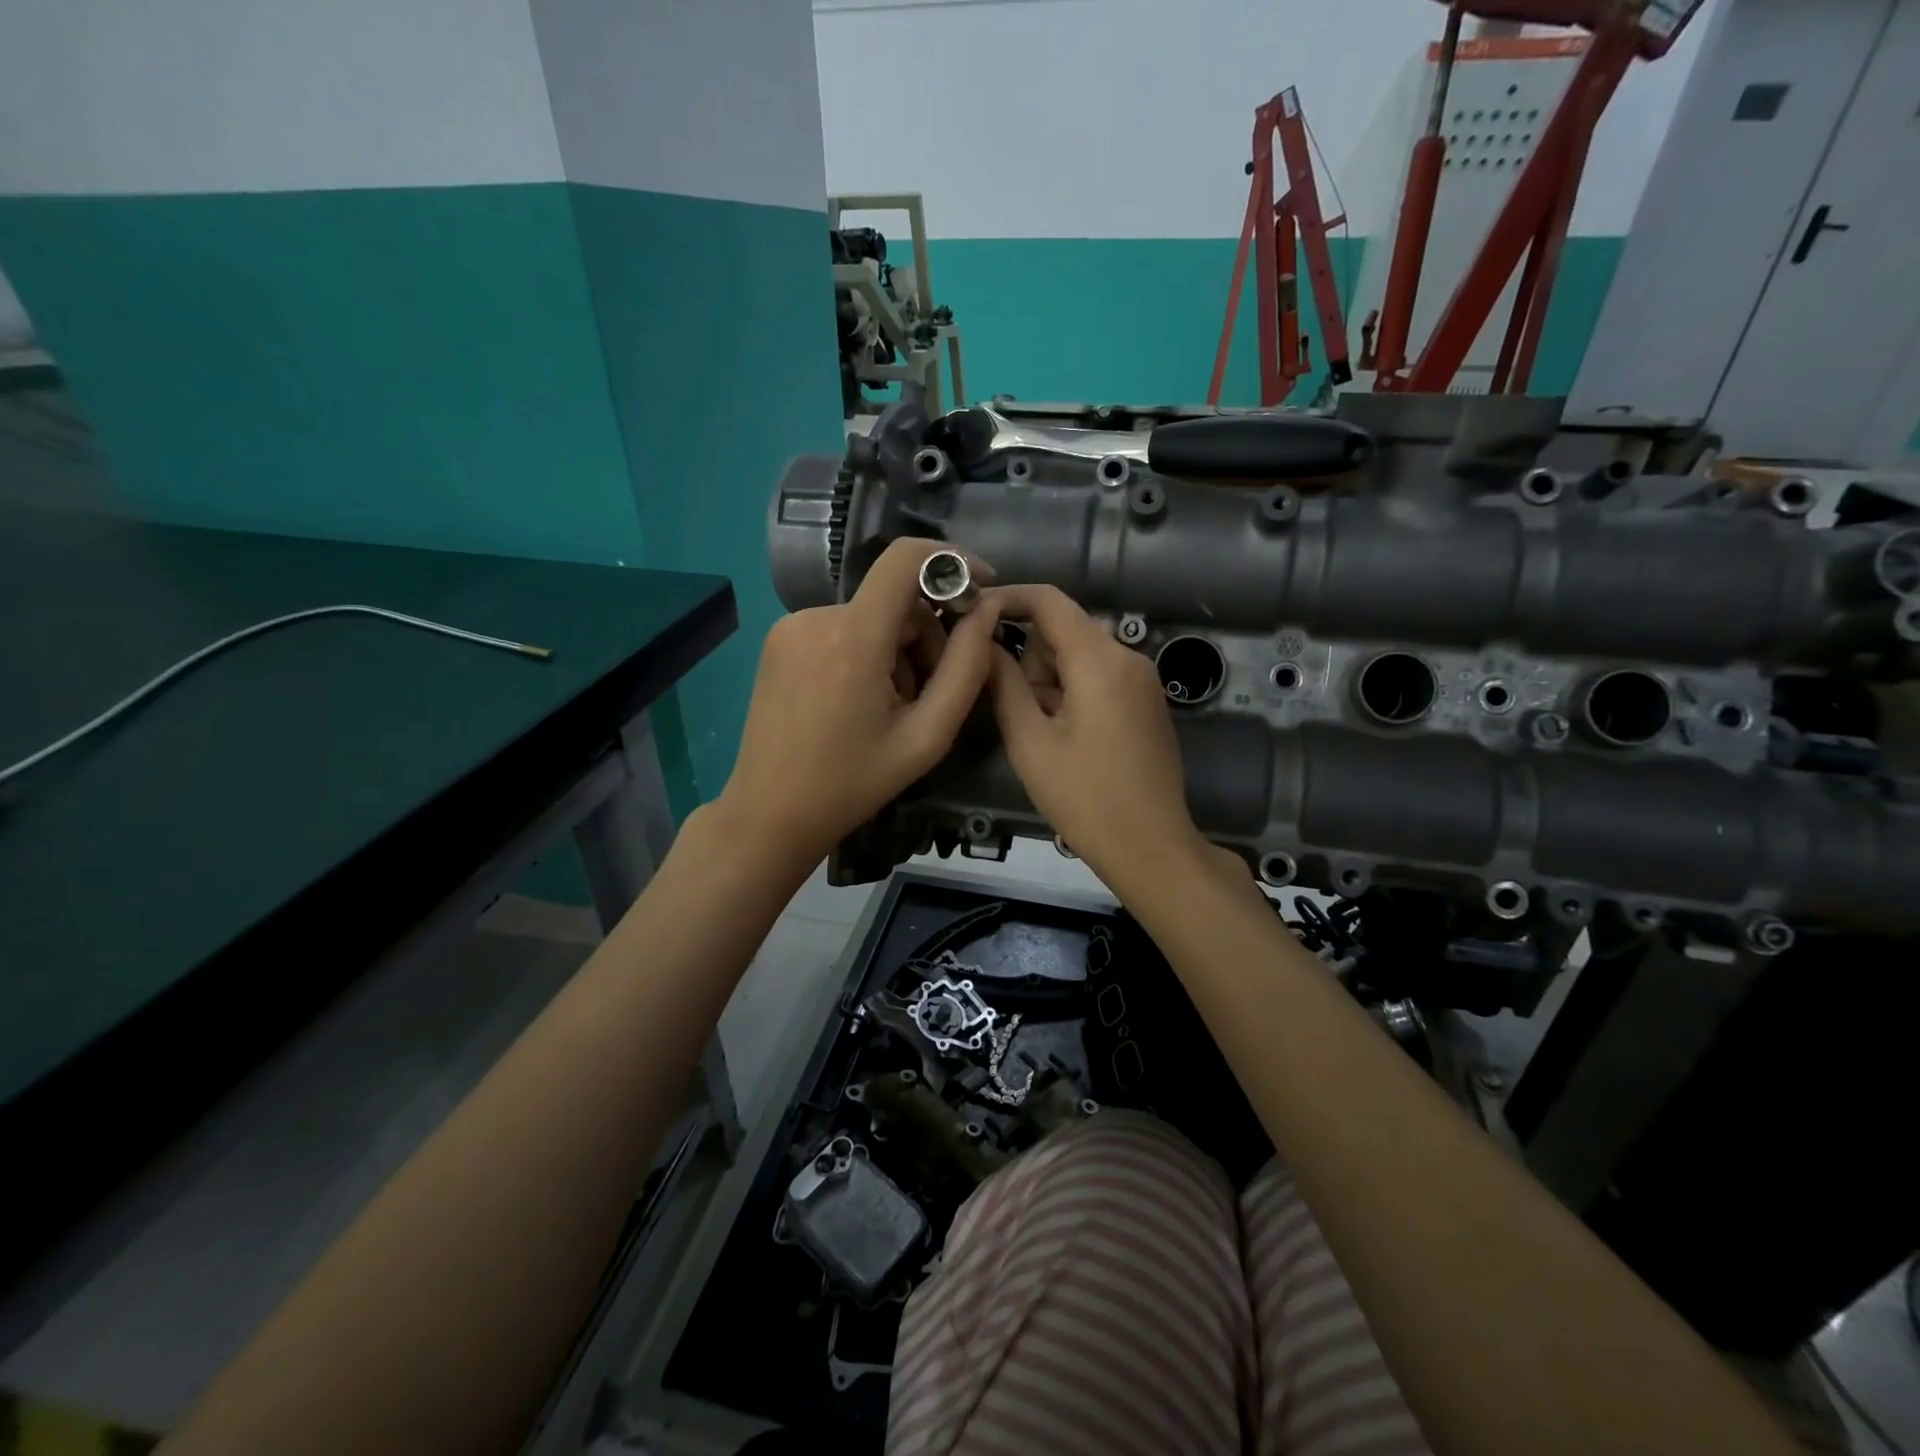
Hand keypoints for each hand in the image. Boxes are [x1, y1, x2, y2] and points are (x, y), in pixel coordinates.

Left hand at [718, 538, 1000, 869]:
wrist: (771, 813)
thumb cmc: (853, 784)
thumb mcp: (927, 736)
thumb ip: (966, 668)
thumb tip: (986, 610)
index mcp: (854, 638)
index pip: (905, 559)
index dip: (951, 560)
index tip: (979, 586)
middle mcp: (817, 617)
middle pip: (895, 599)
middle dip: (926, 636)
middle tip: (928, 695)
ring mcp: (791, 626)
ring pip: (870, 617)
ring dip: (895, 650)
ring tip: (890, 707)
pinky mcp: (779, 639)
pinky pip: (841, 629)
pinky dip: (865, 653)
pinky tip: (859, 700)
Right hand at [984, 584, 1207, 887]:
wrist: (1151, 847)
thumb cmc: (1084, 798)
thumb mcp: (1030, 742)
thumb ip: (1003, 684)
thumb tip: (982, 643)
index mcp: (1100, 660)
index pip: (1049, 601)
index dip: (1007, 598)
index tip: (971, 615)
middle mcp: (1128, 656)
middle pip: (1064, 629)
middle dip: (1033, 659)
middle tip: (1023, 713)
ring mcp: (1143, 679)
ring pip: (1080, 654)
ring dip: (1052, 680)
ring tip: (1047, 734)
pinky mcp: (1148, 701)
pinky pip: (1100, 675)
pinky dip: (1074, 691)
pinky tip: (1070, 737)